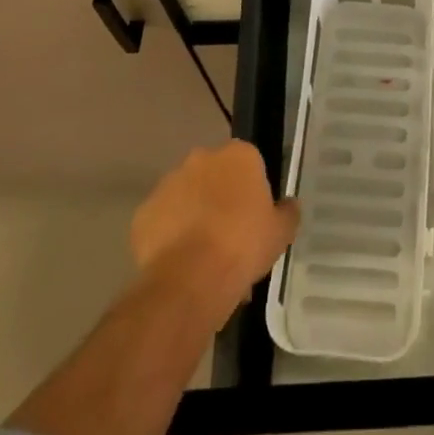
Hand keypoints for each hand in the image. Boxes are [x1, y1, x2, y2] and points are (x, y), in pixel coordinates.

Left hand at [131, 141, 299, 317]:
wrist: (191, 279)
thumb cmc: (244, 246)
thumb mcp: (281, 232)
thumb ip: (287, 213)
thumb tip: (289, 205)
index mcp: (239, 155)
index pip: (248, 163)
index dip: (251, 191)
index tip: (253, 218)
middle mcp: (201, 158)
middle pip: (214, 176)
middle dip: (220, 199)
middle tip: (229, 237)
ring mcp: (168, 183)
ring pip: (185, 196)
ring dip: (193, 216)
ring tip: (202, 258)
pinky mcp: (144, 212)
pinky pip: (160, 222)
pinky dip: (168, 237)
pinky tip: (179, 265)